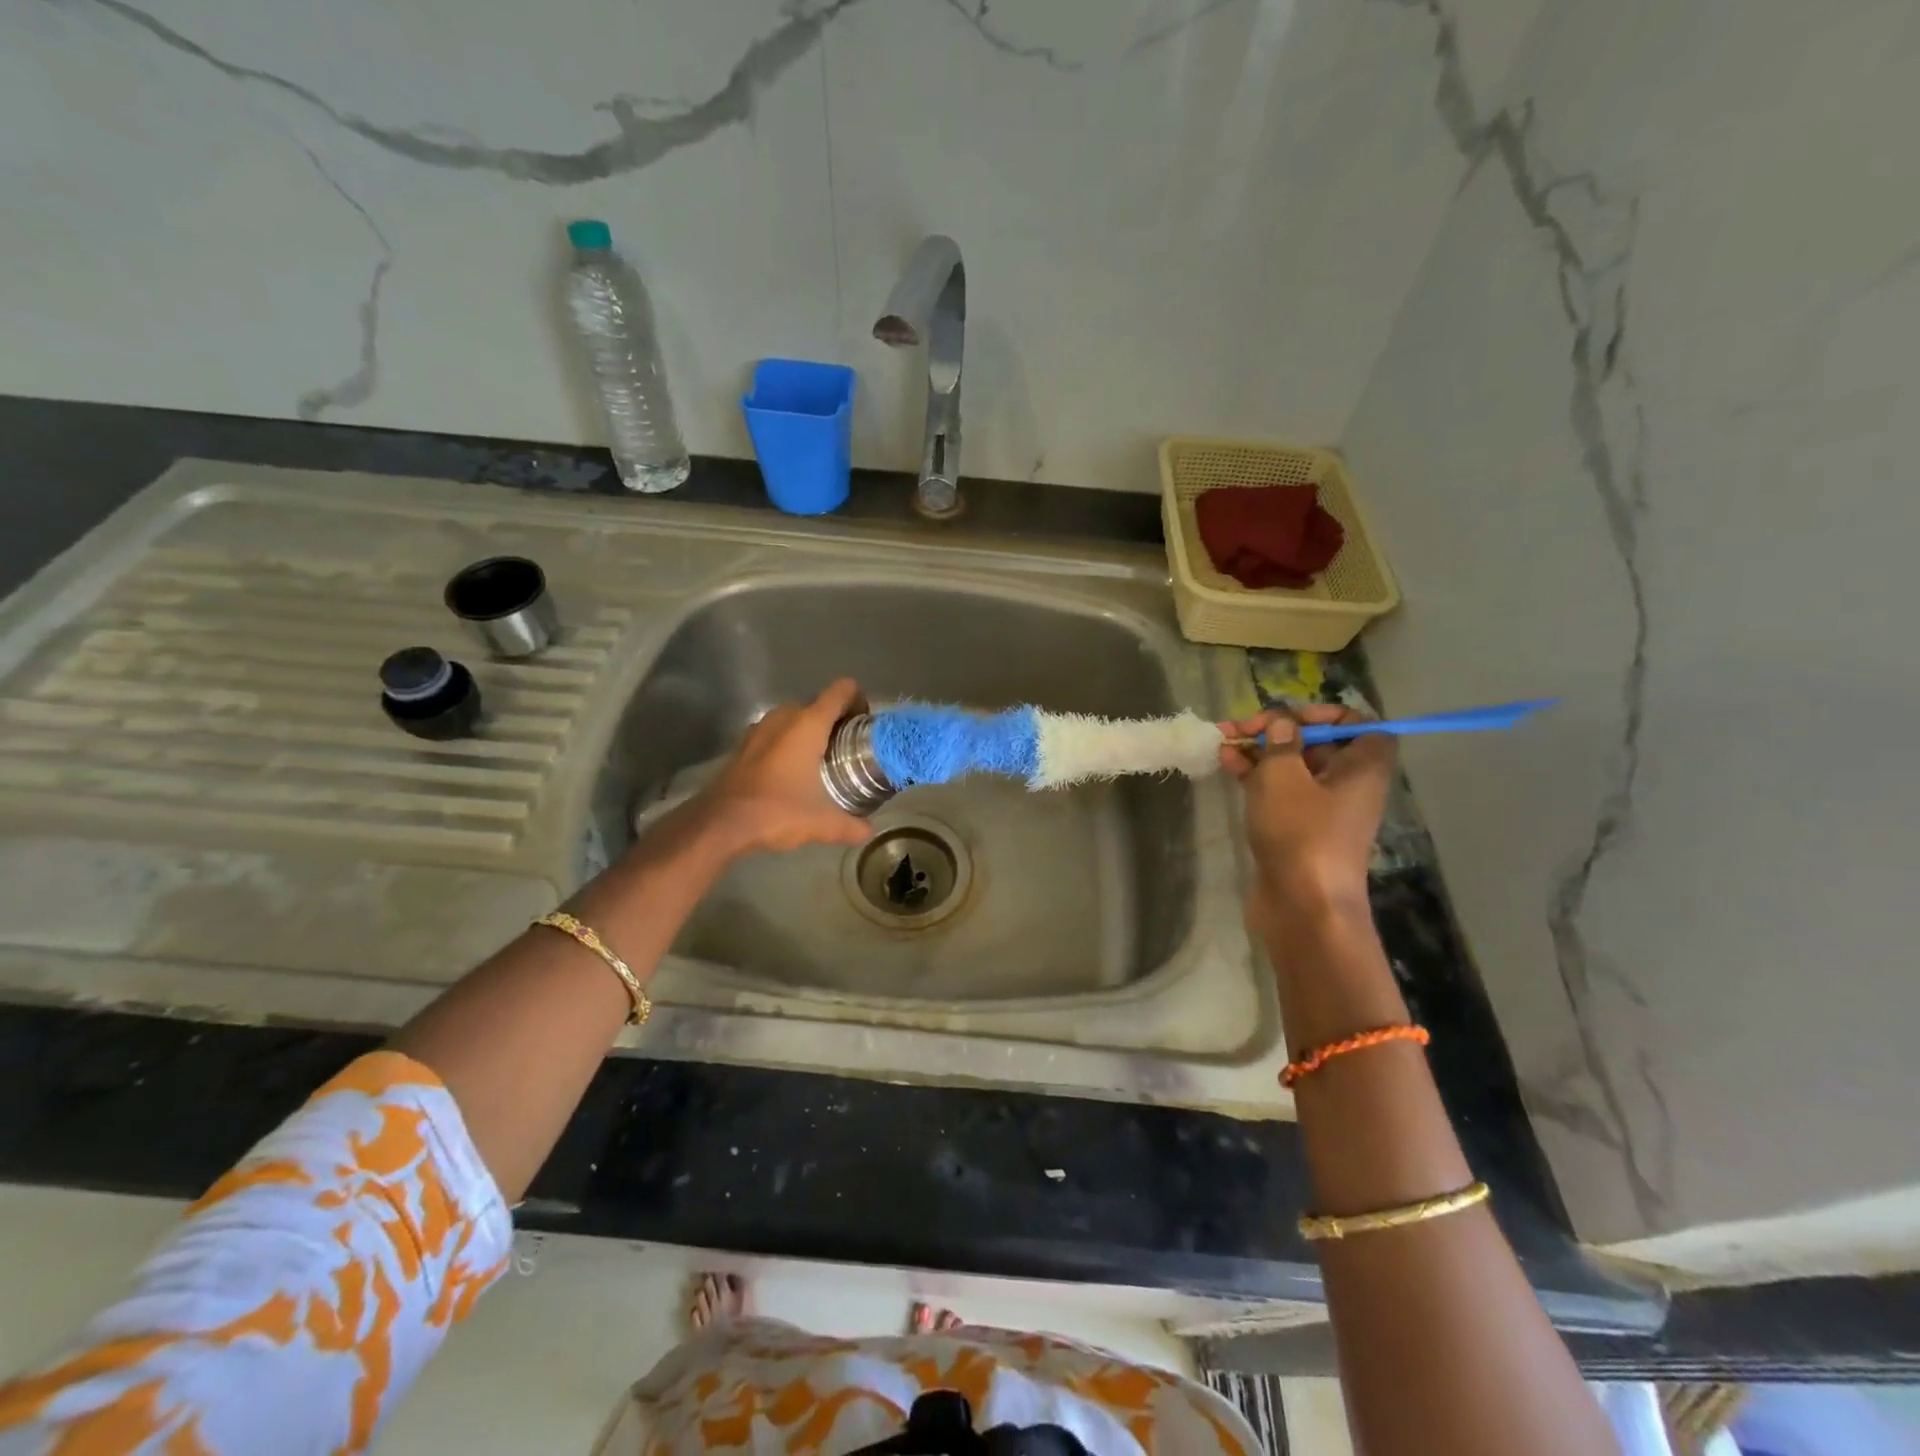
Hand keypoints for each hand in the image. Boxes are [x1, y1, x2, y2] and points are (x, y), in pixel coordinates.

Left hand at [690, 679, 872, 855]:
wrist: (721, 823)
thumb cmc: (776, 811)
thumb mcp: (821, 823)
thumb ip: (850, 826)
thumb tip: (868, 832)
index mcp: (808, 724)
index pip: (841, 690)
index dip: (858, 699)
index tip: (865, 724)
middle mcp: (784, 717)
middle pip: (819, 703)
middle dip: (836, 720)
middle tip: (848, 747)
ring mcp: (760, 728)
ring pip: (794, 717)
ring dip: (810, 730)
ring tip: (822, 758)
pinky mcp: (744, 743)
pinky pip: (775, 731)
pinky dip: (788, 741)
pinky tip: (792, 770)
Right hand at [1217, 703, 1393, 916]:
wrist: (1303, 906)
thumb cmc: (1301, 832)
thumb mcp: (1283, 776)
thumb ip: (1280, 741)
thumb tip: (1281, 721)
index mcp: (1363, 766)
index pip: (1359, 724)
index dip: (1326, 713)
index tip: (1289, 716)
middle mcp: (1348, 784)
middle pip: (1317, 743)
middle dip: (1277, 730)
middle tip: (1240, 727)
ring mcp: (1322, 809)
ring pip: (1292, 767)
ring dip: (1259, 751)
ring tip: (1222, 740)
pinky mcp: (1297, 828)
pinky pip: (1279, 791)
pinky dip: (1255, 775)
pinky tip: (1225, 762)